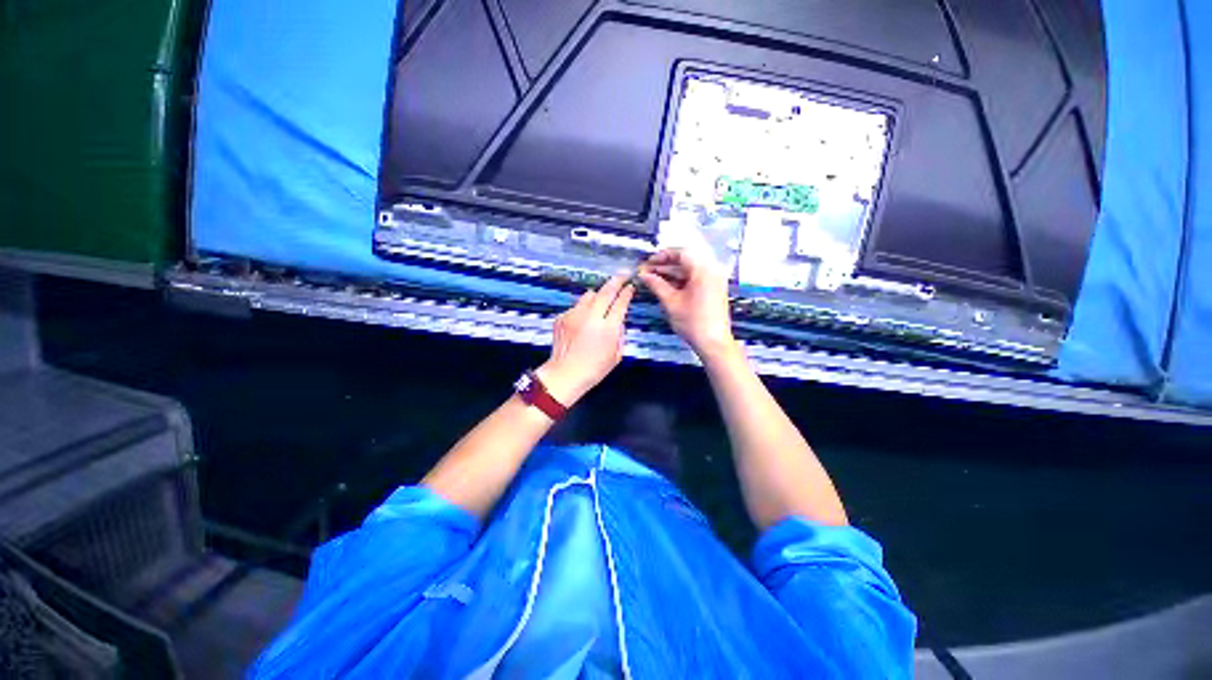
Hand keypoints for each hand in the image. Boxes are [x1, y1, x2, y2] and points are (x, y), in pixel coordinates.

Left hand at [537, 275, 634, 404]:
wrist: (565, 374)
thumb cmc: (594, 369)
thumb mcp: (616, 355)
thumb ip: (619, 334)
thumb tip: (618, 320)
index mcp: (608, 328)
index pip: (620, 303)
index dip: (627, 292)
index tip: (631, 286)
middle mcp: (591, 317)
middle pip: (606, 291)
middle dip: (616, 281)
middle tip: (622, 274)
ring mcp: (574, 315)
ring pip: (589, 295)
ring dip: (597, 296)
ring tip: (599, 303)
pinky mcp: (562, 317)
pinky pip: (576, 307)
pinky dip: (582, 310)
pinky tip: (582, 323)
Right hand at [638, 249, 735, 359]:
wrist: (713, 342)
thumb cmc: (692, 322)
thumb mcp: (671, 302)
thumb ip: (656, 285)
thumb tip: (643, 275)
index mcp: (703, 270)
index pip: (681, 253)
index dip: (662, 256)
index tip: (647, 263)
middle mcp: (711, 270)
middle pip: (685, 260)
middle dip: (664, 265)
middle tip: (647, 272)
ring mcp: (714, 280)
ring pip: (689, 270)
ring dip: (671, 273)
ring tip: (652, 279)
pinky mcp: (713, 289)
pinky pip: (695, 278)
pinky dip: (680, 280)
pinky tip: (665, 285)